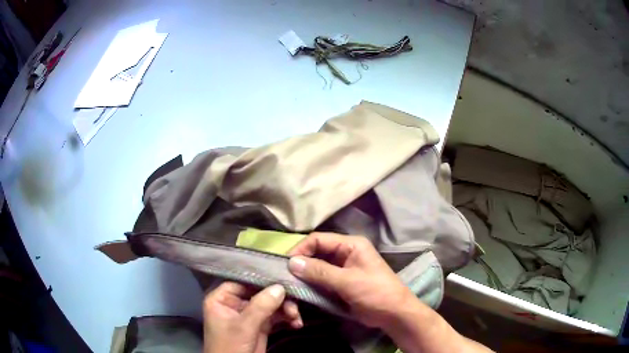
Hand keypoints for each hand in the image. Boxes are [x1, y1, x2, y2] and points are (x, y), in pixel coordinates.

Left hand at [203, 282, 302, 352]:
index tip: (283, 280)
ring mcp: (249, 315)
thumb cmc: (230, 347)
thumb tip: (280, 287)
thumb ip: (260, 307)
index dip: (262, 280)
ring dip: (286, 310)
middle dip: (279, 299)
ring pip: (271, 305)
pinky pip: (276, 317)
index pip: (242, 281)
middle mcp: (235, 303)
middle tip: (293, 307)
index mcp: (222, 299)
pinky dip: (287, 319)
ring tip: (296, 318)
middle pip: (260, 293)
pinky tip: (296, 324)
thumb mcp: (243, 327)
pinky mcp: (260, 326)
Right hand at [287, 232, 414, 328]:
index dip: (300, 249)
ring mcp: (341, 270)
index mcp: (350, 245)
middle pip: (315, 254)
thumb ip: (320, 272)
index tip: (285, 264)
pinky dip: (310, 287)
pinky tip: (301, 294)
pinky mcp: (339, 284)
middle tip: (284, 278)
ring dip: (303, 278)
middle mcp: (344, 254)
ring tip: (291, 288)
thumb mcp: (348, 281)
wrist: (393, 314)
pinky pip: (320, 281)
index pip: (318, 240)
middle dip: (300, 265)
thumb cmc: (375, 293)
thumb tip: (292, 262)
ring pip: (315, 269)